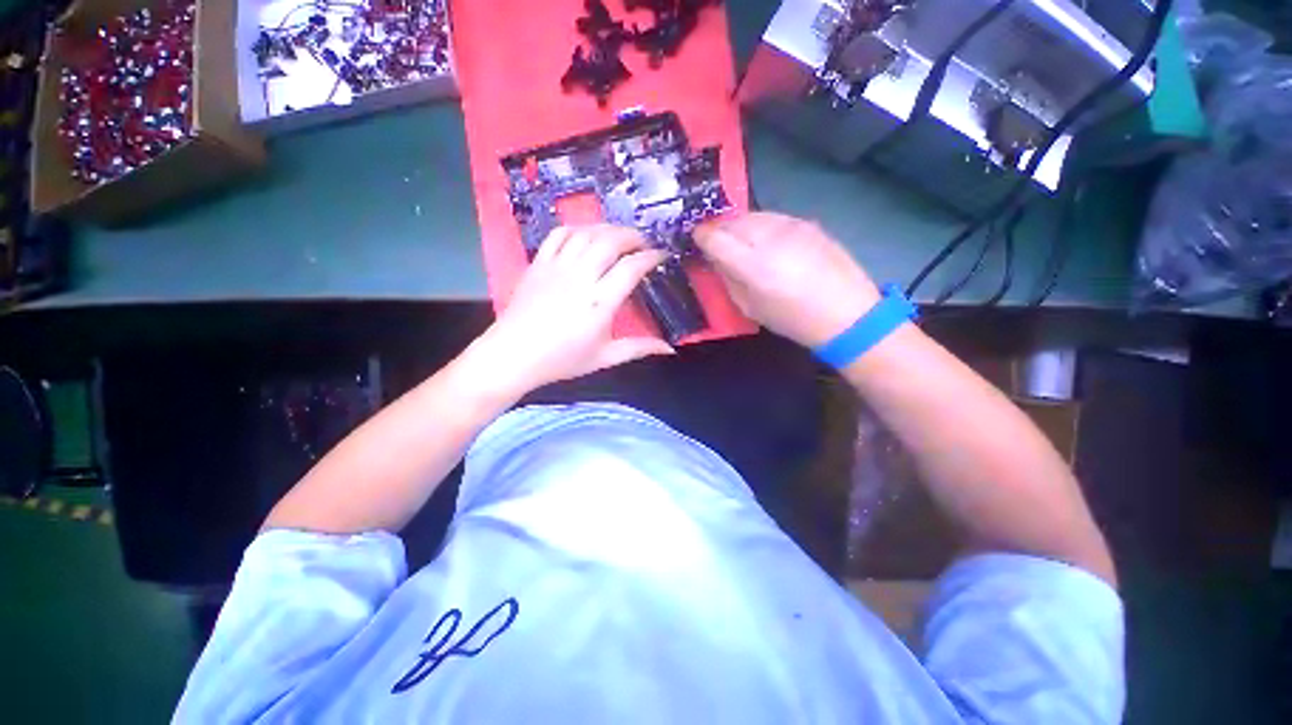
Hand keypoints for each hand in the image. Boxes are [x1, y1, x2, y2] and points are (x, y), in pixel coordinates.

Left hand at [464, 225, 674, 397]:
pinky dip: (577, 228)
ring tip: (620, 236)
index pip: (631, 268)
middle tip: (644, 243)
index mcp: (600, 302)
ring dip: (608, 228)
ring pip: (586, 233)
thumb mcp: (605, 357)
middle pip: (611, 241)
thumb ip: (639, 348)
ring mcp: (557, 266)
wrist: (514, 355)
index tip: (662, 256)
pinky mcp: (538, 263)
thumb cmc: (562, 359)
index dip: (651, 257)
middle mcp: (580, 277)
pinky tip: (586, 234)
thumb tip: (669, 348)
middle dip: (633, 236)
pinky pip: (559, 234)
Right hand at [695, 212, 880, 347]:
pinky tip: (767, 242)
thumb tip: (716, 259)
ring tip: (742, 243)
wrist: (846, 312)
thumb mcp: (750, 307)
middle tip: (718, 244)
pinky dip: (761, 226)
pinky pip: (773, 217)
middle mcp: (769, 238)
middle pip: (732, 221)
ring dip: (740, 226)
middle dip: (720, 230)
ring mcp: (791, 226)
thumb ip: (728, 279)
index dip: (701, 236)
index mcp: (753, 265)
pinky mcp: (807, 222)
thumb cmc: (792, 319)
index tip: (697, 240)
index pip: (715, 237)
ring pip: (752, 215)